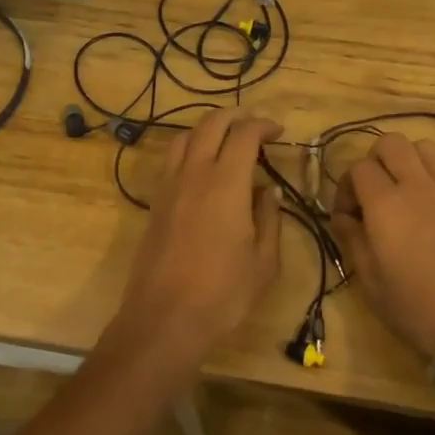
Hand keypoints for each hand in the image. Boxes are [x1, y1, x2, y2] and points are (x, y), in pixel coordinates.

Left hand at [110, 107, 283, 371]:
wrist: (164, 318)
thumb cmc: (223, 293)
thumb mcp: (264, 261)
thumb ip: (269, 217)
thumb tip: (269, 190)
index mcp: (226, 183)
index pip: (244, 134)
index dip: (263, 125)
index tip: (278, 132)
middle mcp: (194, 174)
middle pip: (211, 124)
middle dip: (235, 116)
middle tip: (255, 125)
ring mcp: (169, 186)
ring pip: (185, 136)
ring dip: (208, 128)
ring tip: (227, 139)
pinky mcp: (155, 202)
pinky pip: (171, 158)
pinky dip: (190, 148)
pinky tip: (202, 167)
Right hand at [330, 134, 434, 360]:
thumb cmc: (418, 308)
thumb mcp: (371, 283)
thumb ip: (352, 240)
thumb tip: (343, 217)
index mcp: (385, 204)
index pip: (358, 168)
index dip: (347, 188)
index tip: (348, 217)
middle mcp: (417, 186)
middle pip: (392, 143)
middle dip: (376, 160)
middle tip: (374, 193)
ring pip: (427, 148)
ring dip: (412, 161)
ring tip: (408, 190)